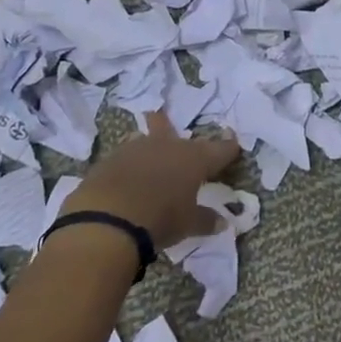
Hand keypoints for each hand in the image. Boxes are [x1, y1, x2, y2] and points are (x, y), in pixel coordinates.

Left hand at [58, 111, 240, 250]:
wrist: (106, 221)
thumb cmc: (160, 219)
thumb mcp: (188, 224)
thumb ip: (205, 220)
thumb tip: (221, 222)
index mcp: (194, 158)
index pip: (219, 149)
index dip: (228, 149)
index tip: (234, 146)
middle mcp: (167, 146)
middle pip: (173, 130)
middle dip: (173, 127)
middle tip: (166, 117)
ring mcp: (135, 150)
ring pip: (145, 140)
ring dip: (149, 145)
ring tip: (146, 150)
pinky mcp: (109, 161)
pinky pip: (124, 158)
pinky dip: (129, 165)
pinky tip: (125, 175)